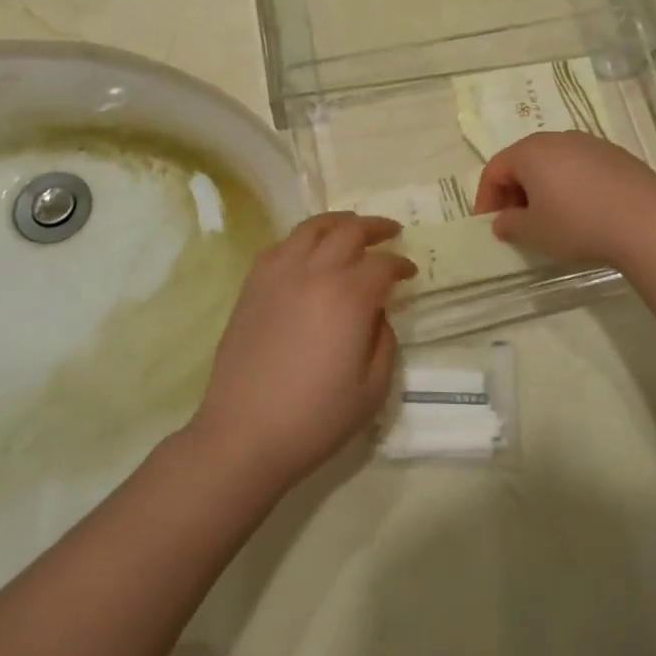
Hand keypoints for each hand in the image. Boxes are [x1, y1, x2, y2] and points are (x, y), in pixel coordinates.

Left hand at [187, 213, 413, 491]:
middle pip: (349, 231)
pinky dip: (302, 239)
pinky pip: (281, 245)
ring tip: (351, 227)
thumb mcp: (372, 388)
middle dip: (375, 227)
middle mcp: (314, 273)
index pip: (382, 264)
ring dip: (338, 222)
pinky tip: (309, 251)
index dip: (401, 265)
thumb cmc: (316, 417)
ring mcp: (278, 274)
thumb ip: (383, 340)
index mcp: (349, 297)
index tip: (410, 273)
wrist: (245, 433)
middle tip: (391, 232)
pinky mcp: (252, 285)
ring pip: (312, 228)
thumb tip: (377, 313)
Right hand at [474, 132, 655, 267]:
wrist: (646, 222)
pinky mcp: (616, 154)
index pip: (495, 169)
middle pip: (524, 161)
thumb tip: (503, 221)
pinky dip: (572, 184)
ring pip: (554, 162)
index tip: (490, 224)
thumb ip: (510, 225)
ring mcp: (590, 143)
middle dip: (514, 190)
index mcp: (530, 152)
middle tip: (517, 220)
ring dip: (544, 186)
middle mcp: (558, 139)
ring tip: (551, 217)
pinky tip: (584, 210)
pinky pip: (581, 167)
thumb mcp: (534, 233)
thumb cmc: (578, 224)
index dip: (486, 197)